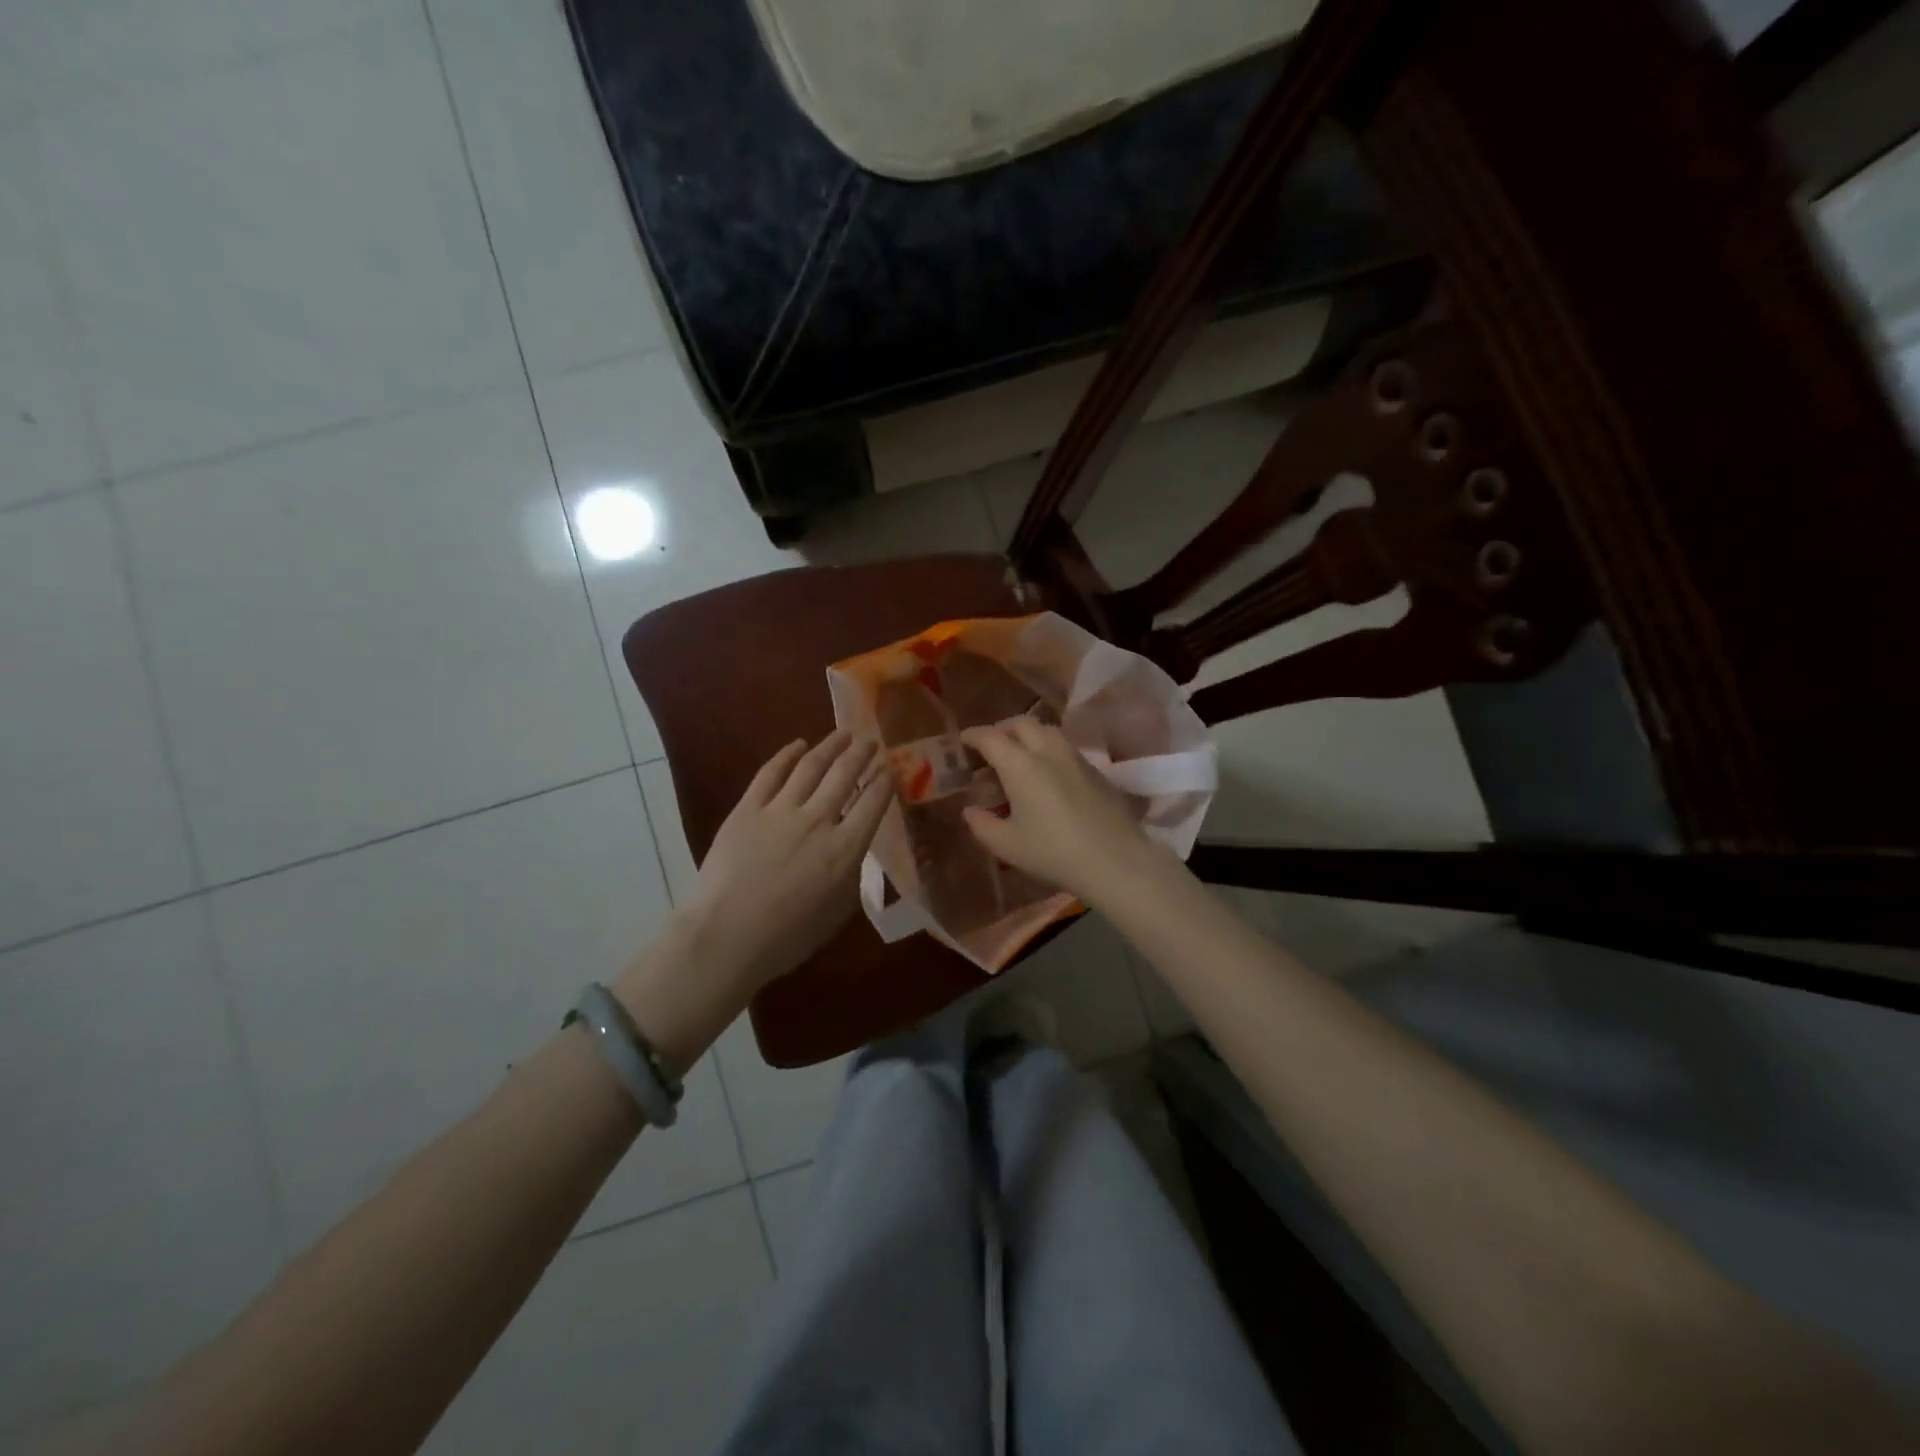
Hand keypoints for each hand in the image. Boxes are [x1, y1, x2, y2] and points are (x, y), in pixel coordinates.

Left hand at [685, 731, 892, 989]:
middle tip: (871, 741)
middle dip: (862, 755)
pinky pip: (770, 774)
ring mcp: (780, 811)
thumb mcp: (837, 911)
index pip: (872, 803)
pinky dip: (786, 755)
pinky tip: (798, 745)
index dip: (883, 780)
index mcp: (845, 850)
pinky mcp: (748, 809)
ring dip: (830, 747)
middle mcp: (818, 821)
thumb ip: (850, 874)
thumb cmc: (787, 936)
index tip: (890, 766)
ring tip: (842, 734)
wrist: (727, 935)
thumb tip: (852, 849)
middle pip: (845, 776)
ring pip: (811, 767)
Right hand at [960, 719, 1166, 906]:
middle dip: (1003, 729)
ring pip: (1048, 732)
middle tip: (992, 745)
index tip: (963, 739)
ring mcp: (1076, 759)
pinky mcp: (1096, 771)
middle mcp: (1048, 752)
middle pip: (1022, 724)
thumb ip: (983, 825)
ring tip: (1020, 756)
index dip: (974, 735)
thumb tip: (970, 811)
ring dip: (1029, 736)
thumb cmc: (1053, 852)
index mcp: (1021, 765)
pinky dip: (1049, 751)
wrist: (1115, 860)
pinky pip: (1066, 749)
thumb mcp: (1008, 845)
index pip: (991, 737)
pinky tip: (1048, 775)